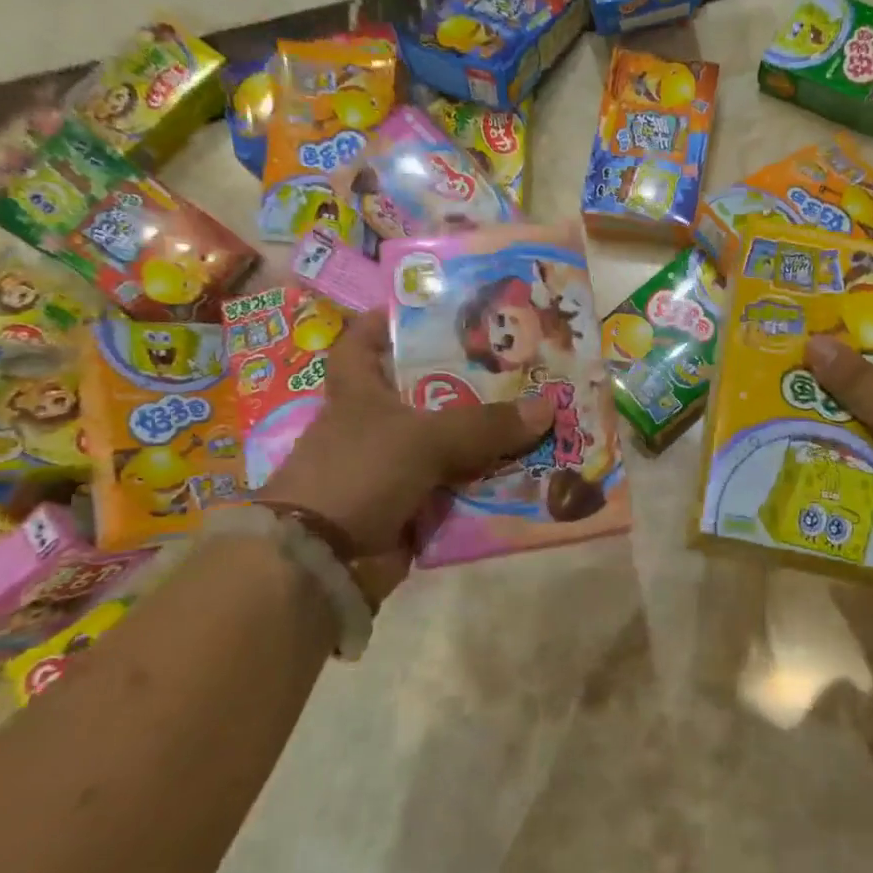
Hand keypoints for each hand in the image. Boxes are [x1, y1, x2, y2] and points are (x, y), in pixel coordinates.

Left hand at [261, 314, 553, 598]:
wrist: (324, 563)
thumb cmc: (359, 473)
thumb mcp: (424, 437)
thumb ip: (485, 423)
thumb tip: (548, 407)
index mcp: (359, 391)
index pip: (362, 342)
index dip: (388, 321)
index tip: (433, 309)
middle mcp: (375, 424)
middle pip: (426, 391)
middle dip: (471, 380)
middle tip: (522, 363)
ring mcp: (393, 467)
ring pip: (449, 442)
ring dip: (488, 436)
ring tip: (541, 414)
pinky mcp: (411, 505)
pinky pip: (458, 485)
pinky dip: (487, 481)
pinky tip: (529, 469)